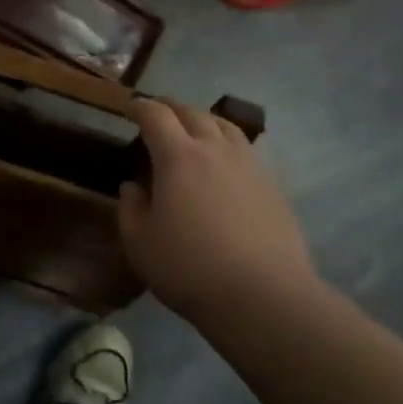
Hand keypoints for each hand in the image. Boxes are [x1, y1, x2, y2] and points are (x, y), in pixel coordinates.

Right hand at [118, 99, 317, 318]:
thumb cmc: (190, 269)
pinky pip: (246, 151)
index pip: (156, 116)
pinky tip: (225, 162)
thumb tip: (132, 187)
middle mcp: (215, 150)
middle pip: (192, 113)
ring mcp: (249, 166)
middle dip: (170, 107)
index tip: (129, 107)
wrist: (264, 297)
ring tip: (194, 127)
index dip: (140, 107)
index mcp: (178, 157)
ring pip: (225, 126)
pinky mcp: (273, 187)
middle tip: (157, 111)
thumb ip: (130, 209)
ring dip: (204, 119)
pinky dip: (228, 144)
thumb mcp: (140, 244)